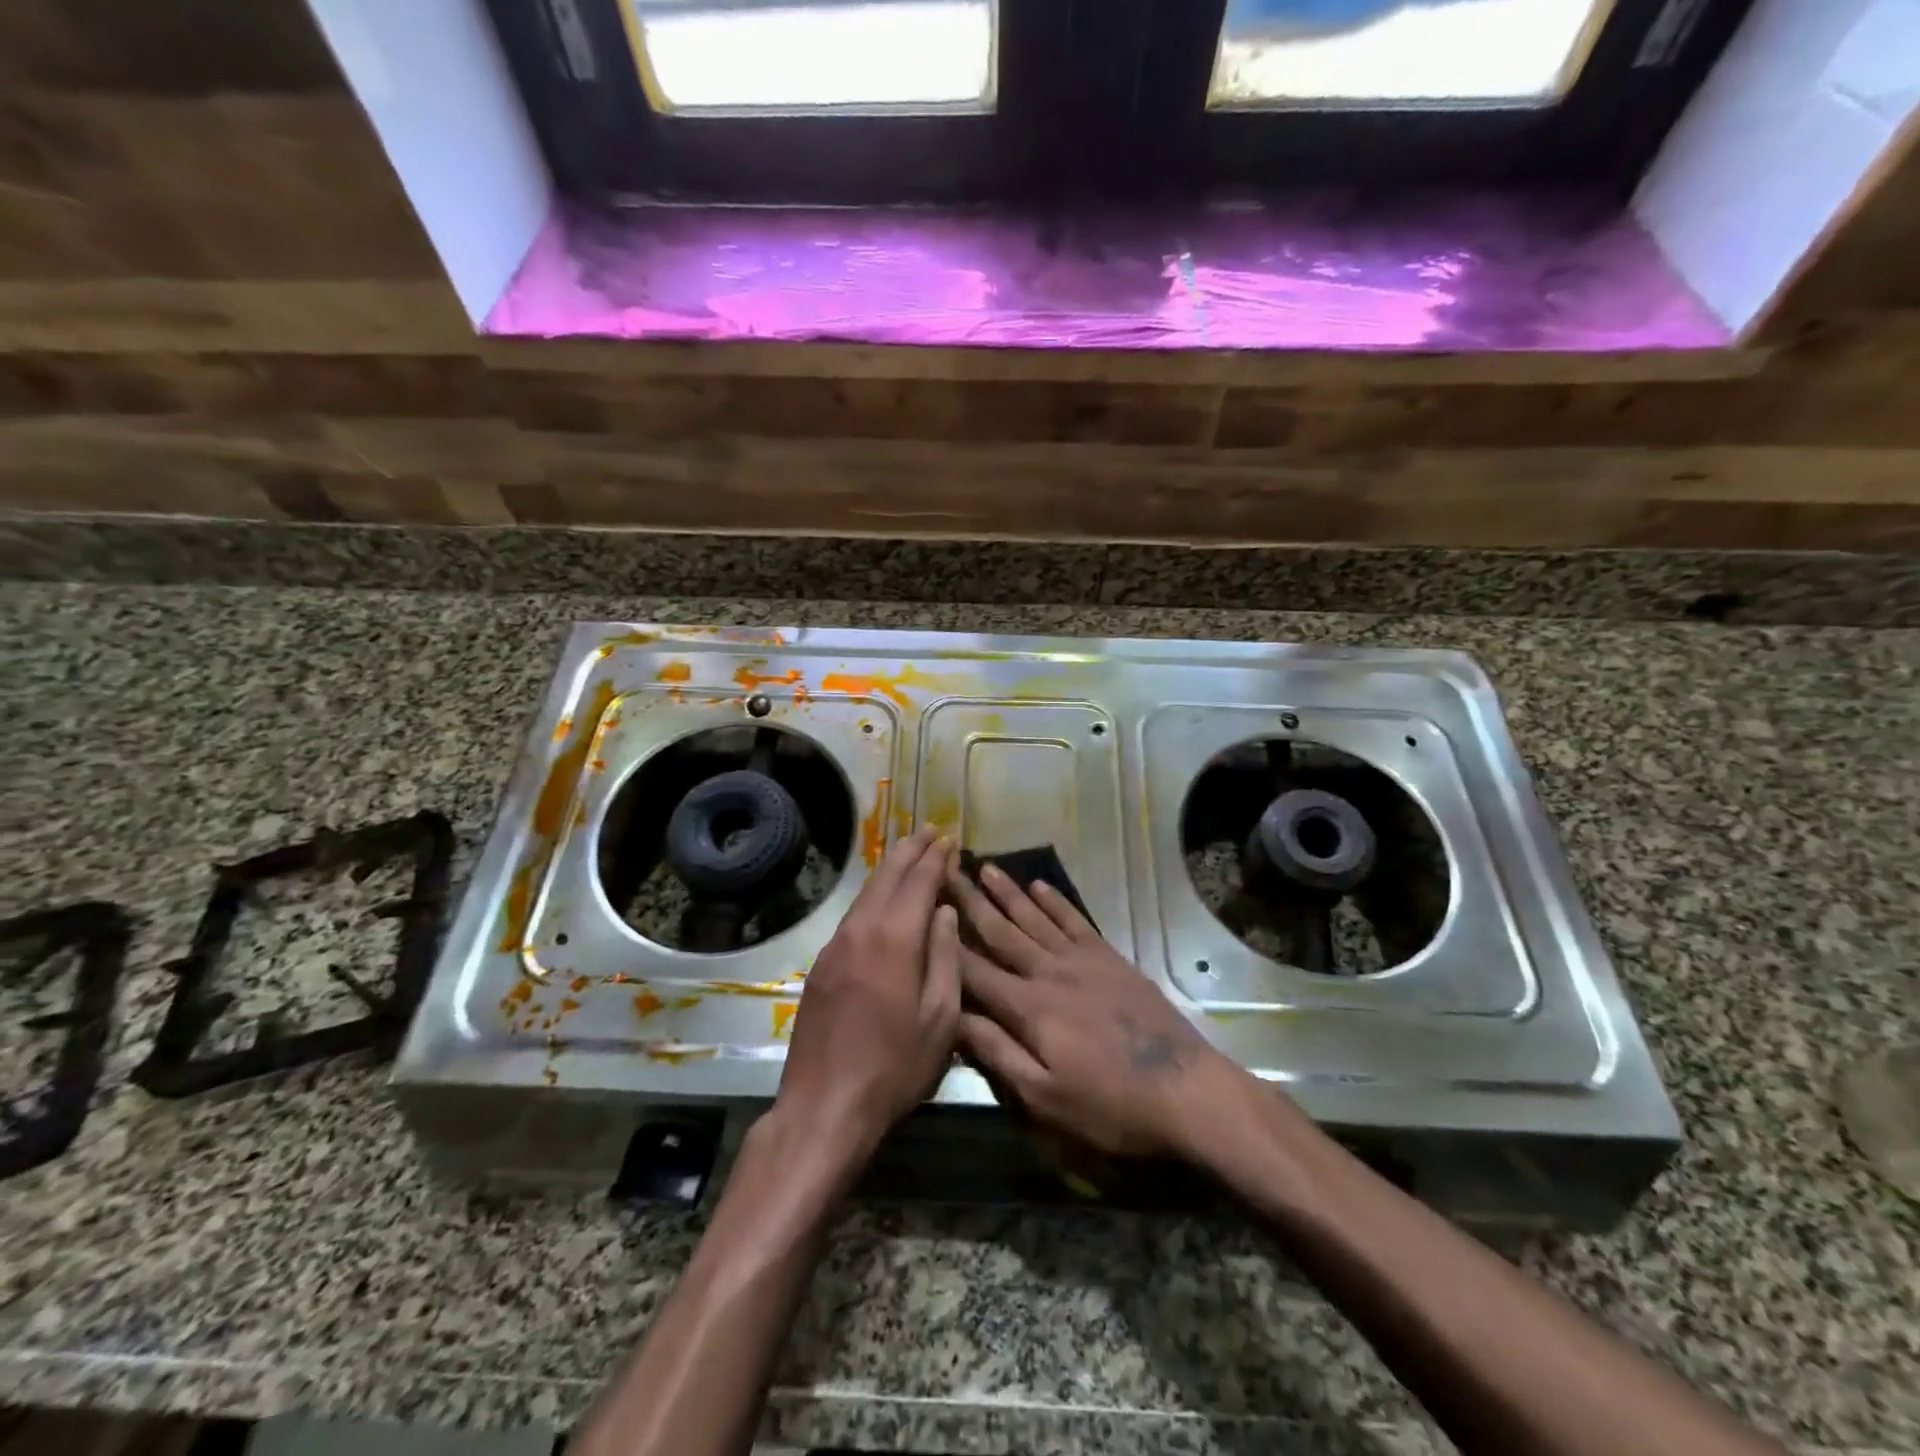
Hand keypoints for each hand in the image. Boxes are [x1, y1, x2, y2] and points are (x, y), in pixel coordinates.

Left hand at [772, 828, 959, 1167]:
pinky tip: (882, 900)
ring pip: (866, 893)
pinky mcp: (822, 965)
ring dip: (889, 868)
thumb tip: (946, 911)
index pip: (919, 882)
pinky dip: (873, 895)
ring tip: (908, 853)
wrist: (824, 1105)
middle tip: (929, 830)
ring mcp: (836, 946)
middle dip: (910, 850)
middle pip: (887, 876)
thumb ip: (946, 957)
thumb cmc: (894, 1067)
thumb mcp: (940, 1019)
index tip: (949, 839)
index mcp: (895, 939)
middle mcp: (861, 930)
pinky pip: (853, 914)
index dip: (936, 858)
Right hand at [946, 860, 1236, 1158]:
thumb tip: (953, 1016)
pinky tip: (1040, 886)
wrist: (1185, 1088)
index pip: (973, 969)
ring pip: (1035, 918)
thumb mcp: (1045, 1097)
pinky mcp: (1110, 958)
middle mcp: (1048, 973)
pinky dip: (1056, 901)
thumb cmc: (1110, 1105)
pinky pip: (1075, 921)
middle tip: (946, 869)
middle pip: (1001, 932)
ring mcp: (1081, 961)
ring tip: (985, 866)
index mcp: (1027, 1008)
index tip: (921, 909)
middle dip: (970, 901)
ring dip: (1009, 892)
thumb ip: (997, 1053)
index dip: (944, 940)